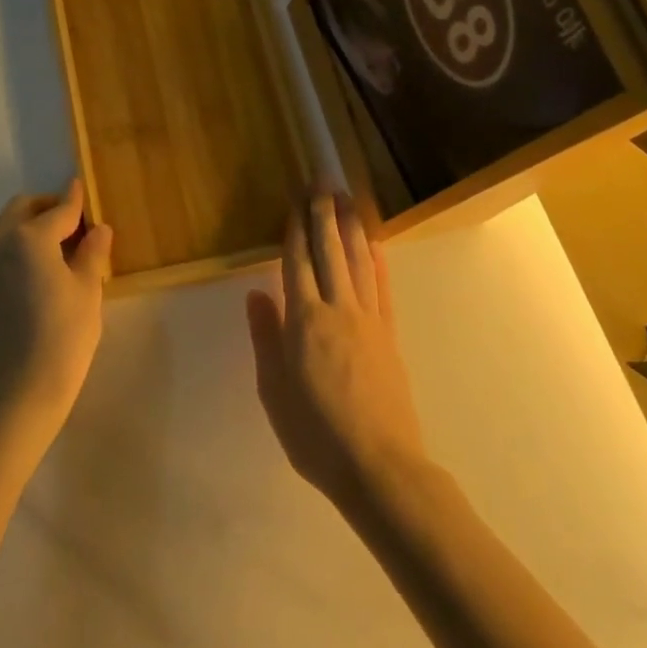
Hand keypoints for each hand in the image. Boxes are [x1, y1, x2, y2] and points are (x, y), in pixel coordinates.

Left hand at [0, 180, 111, 436]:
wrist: (21, 389)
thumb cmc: (63, 335)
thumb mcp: (87, 289)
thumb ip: (92, 252)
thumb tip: (98, 229)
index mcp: (29, 236)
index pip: (59, 210)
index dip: (76, 200)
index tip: (84, 187)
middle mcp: (1, 241)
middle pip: (25, 208)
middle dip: (49, 207)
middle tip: (78, 222)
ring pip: (11, 224)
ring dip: (35, 223)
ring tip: (66, 244)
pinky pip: (5, 245)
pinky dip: (24, 241)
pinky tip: (48, 263)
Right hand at [246, 193, 426, 513]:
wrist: (379, 468)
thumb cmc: (315, 434)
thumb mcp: (274, 390)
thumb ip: (265, 337)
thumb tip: (256, 292)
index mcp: (303, 320)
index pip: (297, 261)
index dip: (295, 228)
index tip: (295, 199)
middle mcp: (336, 309)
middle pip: (328, 250)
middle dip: (323, 213)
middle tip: (322, 180)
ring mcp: (368, 319)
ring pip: (357, 260)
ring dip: (350, 225)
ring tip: (347, 197)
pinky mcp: (389, 335)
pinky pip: (382, 288)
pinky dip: (377, 260)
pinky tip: (375, 241)